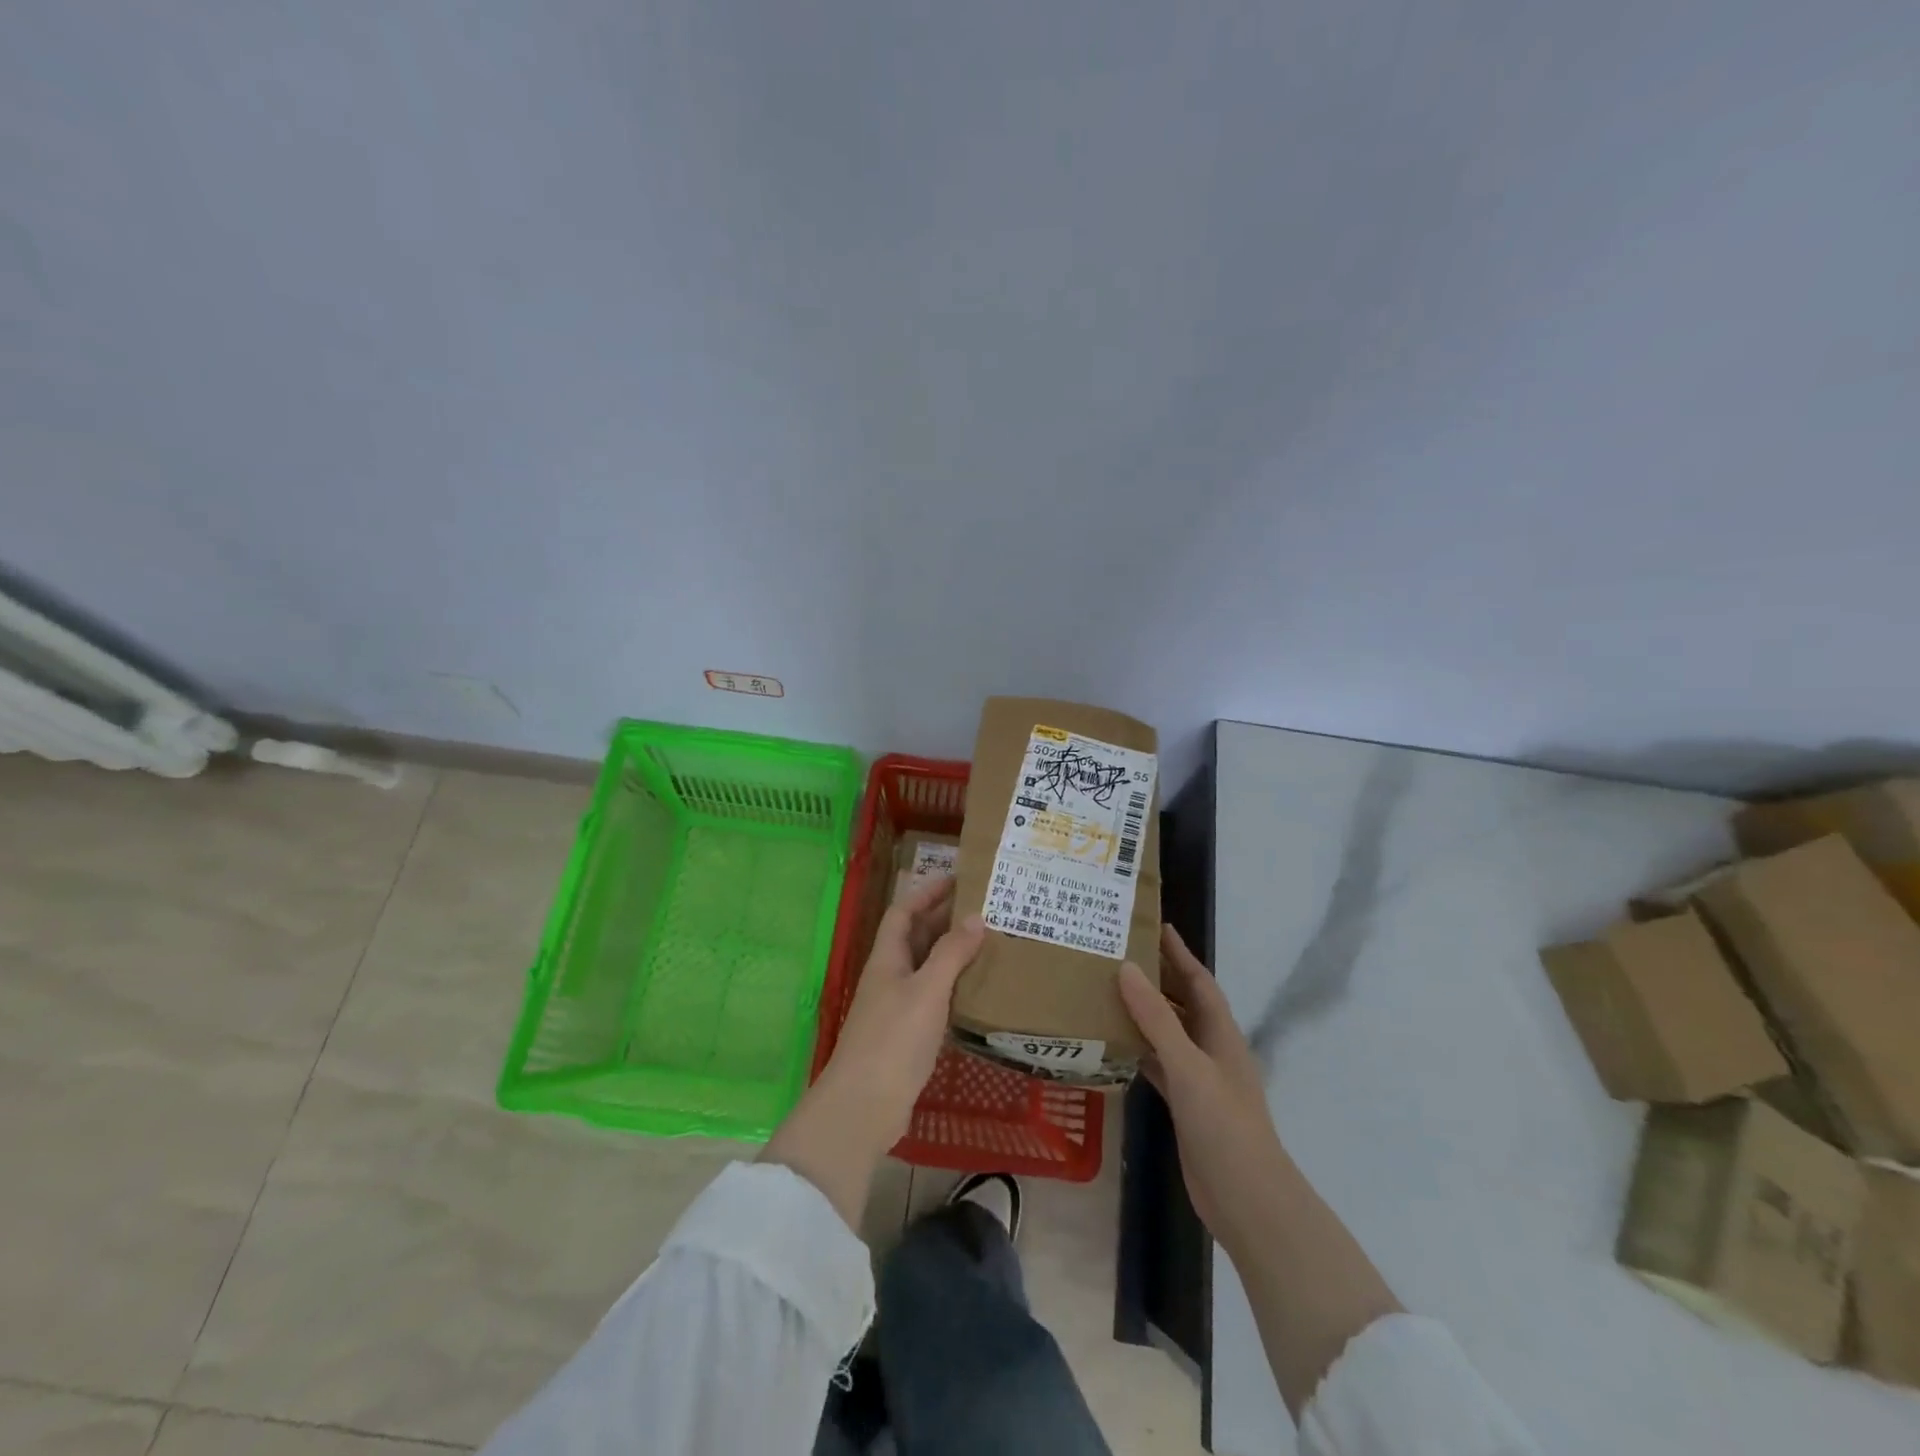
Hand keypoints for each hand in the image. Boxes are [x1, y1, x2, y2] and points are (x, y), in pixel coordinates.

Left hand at [762, 876, 984, 1226]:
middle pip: (915, 937)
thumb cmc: (894, 1039)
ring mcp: (896, 1007)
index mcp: (887, 958)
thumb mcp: (927, 990)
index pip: (903, 912)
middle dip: (943, 918)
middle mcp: (890, 977)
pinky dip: (953, 986)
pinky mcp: (908, 1035)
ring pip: (926, 967)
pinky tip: (976, 989)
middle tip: (983, 907)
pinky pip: (933, 997)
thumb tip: (976, 916)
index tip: (956, 877)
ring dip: (951, 952)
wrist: (865, 1105)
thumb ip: (951, 953)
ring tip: (987, 941)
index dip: (926, 891)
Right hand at [1118, 925, 1284, 1247]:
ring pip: (1168, 1033)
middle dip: (1158, 978)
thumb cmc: (1224, 1125)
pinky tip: (1113, 1043)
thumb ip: (1157, 1019)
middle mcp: (1211, 1050)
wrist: (1247, 1200)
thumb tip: (1127, 968)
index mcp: (1221, 1034)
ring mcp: (1199, 1079)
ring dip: (1144, 1013)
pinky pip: (1158, 1064)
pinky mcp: (1185, 1104)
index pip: (1199, 982)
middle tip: (1119, 954)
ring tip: (1108, 990)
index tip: (1156, 926)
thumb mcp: (1189, 1066)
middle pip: (1183, 1003)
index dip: (1180, 954)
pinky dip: (1138, 1050)